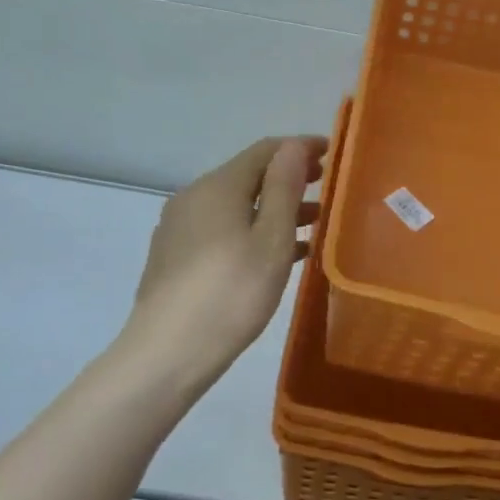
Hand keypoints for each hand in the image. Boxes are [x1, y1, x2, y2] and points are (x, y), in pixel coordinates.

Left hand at [123, 135, 325, 388]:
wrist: (167, 353)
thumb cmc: (231, 293)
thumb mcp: (270, 239)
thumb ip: (284, 188)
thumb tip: (293, 146)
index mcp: (218, 186)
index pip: (265, 150)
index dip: (300, 148)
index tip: (332, 153)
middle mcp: (194, 197)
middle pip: (248, 176)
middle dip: (288, 178)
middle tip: (325, 187)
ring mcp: (180, 227)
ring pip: (236, 205)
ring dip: (273, 208)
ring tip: (312, 224)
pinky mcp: (175, 256)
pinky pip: (222, 229)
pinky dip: (252, 230)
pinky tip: (276, 254)